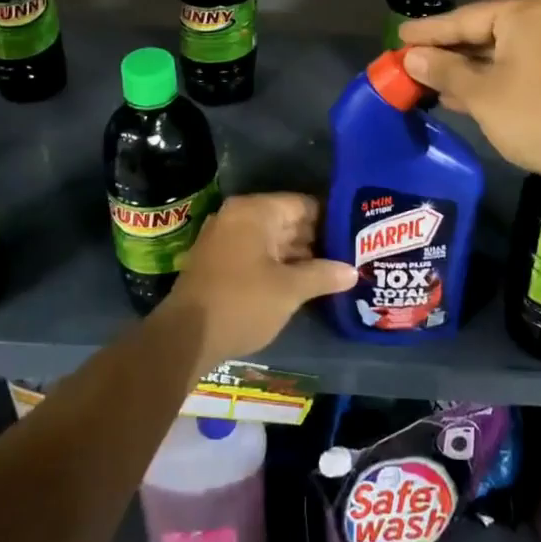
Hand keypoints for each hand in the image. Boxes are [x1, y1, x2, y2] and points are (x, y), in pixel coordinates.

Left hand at [164, 193, 354, 371]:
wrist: (185, 337)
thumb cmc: (242, 303)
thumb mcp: (289, 290)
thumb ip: (323, 275)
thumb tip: (353, 271)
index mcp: (254, 211)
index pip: (303, 204)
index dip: (330, 219)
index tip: (355, 235)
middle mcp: (238, 216)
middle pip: (288, 221)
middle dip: (317, 239)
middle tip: (351, 255)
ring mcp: (226, 238)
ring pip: (273, 240)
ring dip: (300, 255)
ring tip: (335, 271)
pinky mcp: (220, 262)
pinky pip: (257, 254)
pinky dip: (279, 265)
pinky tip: (304, 282)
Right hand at [399, 0, 540, 197]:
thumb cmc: (539, 116)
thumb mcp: (482, 94)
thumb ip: (444, 69)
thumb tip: (413, 57)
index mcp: (528, 11)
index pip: (465, 18)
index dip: (428, 32)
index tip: (399, 37)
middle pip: (487, 32)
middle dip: (450, 53)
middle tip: (413, 62)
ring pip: (507, 52)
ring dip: (472, 69)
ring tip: (434, 82)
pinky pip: (526, 65)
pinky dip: (498, 78)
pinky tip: (471, 94)